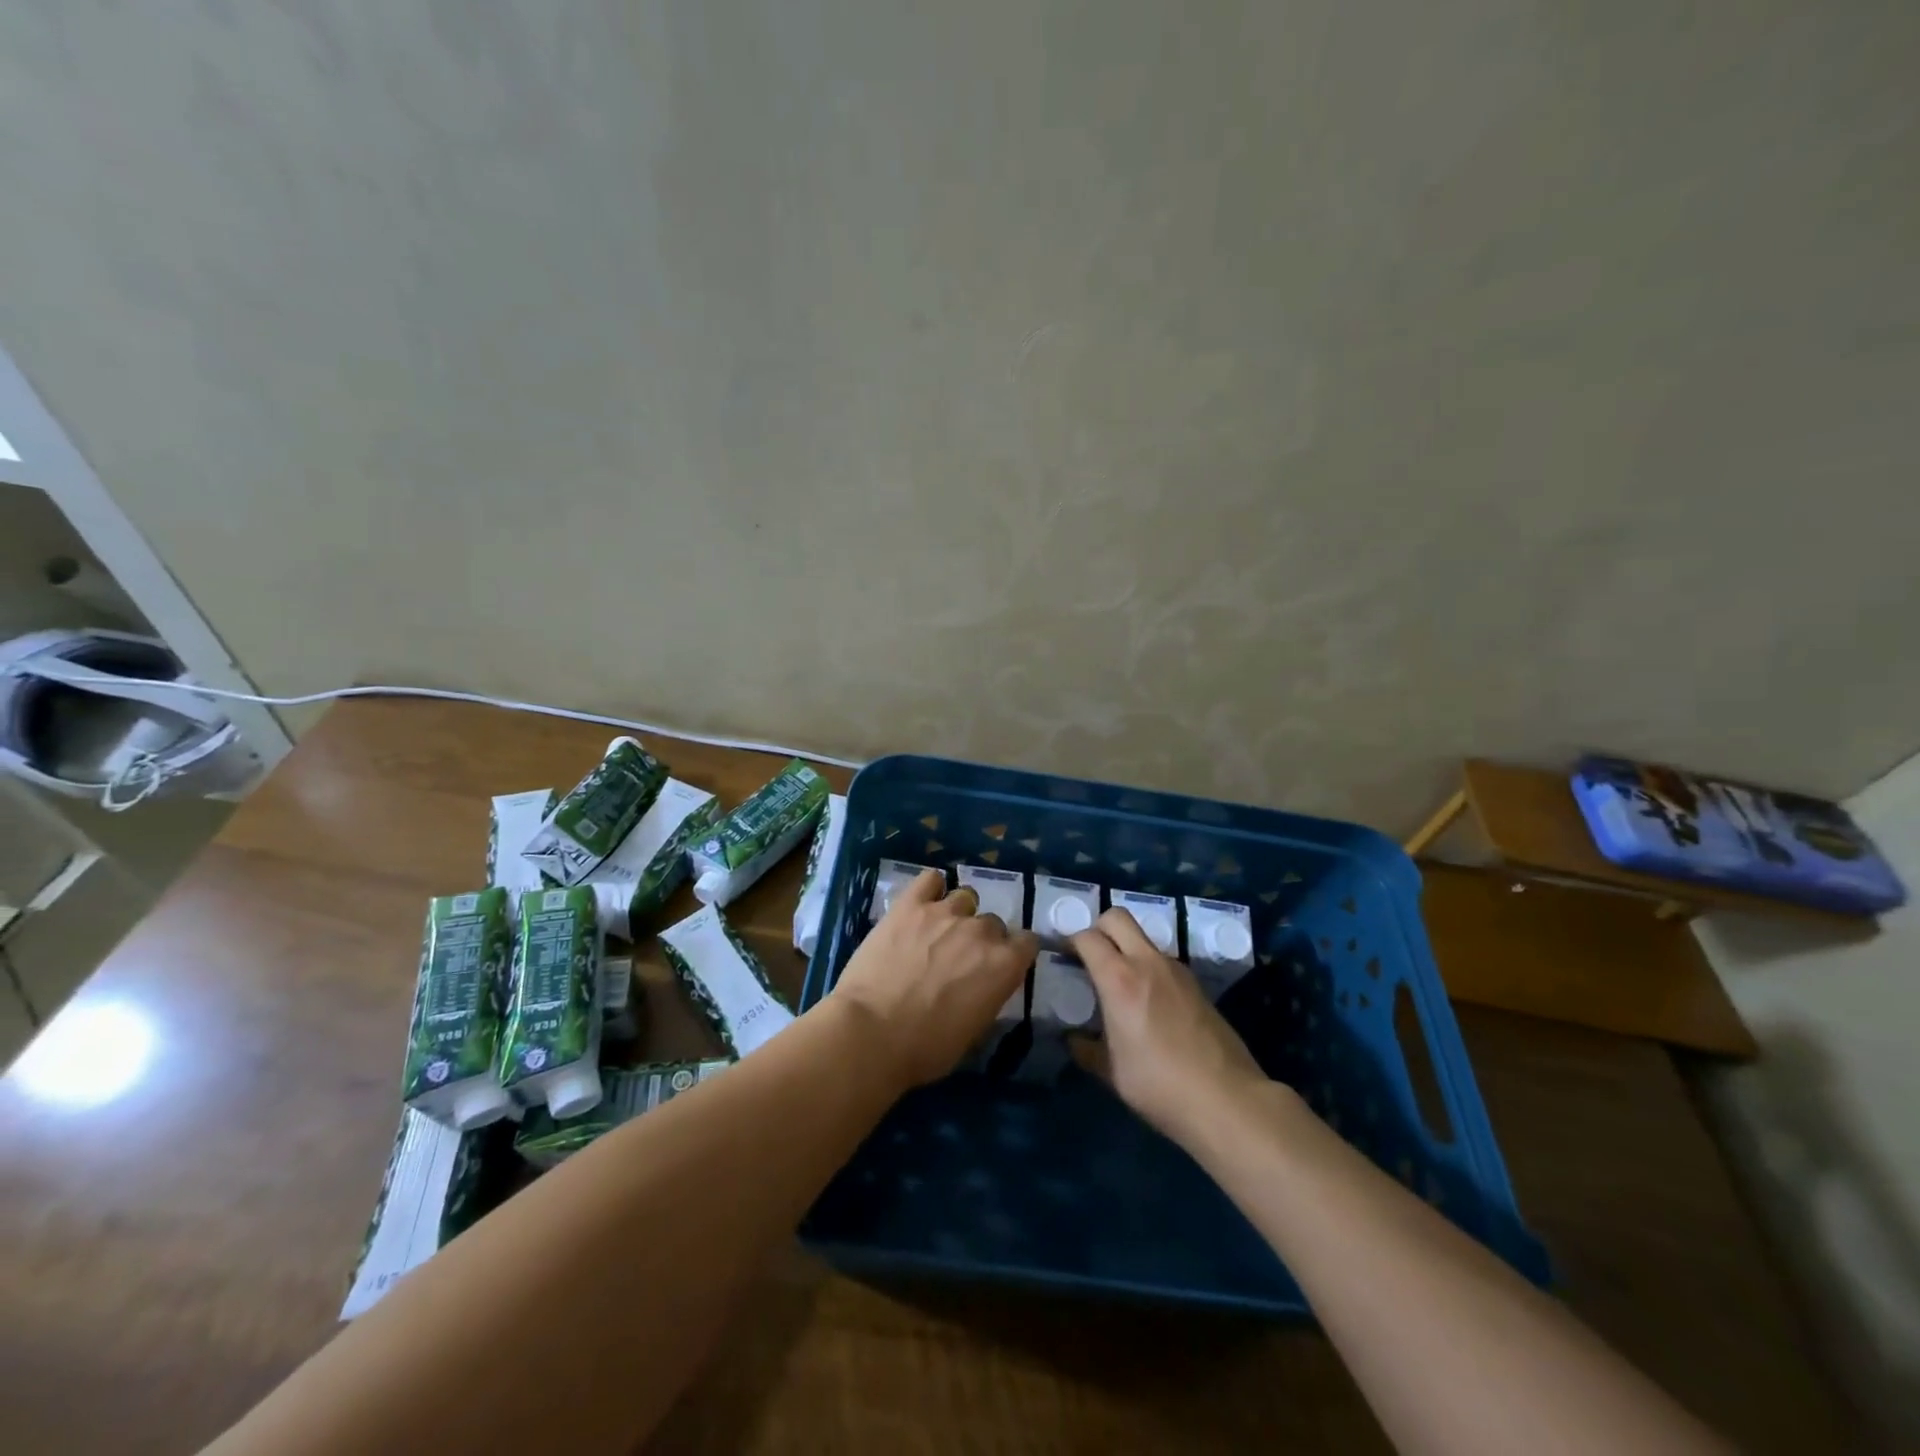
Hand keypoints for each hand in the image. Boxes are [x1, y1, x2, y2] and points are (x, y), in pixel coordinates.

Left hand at [832, 870, 1038, 1088]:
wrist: (871, 1032)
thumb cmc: (925, 1048)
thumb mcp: (973, 1031)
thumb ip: (988, 995)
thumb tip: (985, 984)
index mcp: (1003, 965)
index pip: (1028, 942)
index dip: (1015, 953)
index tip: (1002, 965)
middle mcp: (980, 931)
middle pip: (993, 922)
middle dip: (981, 939)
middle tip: (959, 959)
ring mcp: (944, 912)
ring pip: (965, 898)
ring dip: (957, 914)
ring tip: (937, 932)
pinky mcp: (910, 904)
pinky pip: (930, 879)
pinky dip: (931, 888)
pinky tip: (922, 903)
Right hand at [1070, 907, 1270, 1147]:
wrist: (1227, 1100)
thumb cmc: (1160, 1086)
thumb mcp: (1111, 1072)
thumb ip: (1086, 1049)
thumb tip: (1073, 1038)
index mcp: (1119, 979)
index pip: (1087, 937)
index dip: (1070, 942)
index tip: (1063, 959)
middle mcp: (1148, 962)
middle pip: (1117, 917)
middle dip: (1098, 928)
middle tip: (1090, 957)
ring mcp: (1176, 970)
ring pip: (1143, 937)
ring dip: (1126, 948)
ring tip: (1119, 983)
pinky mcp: (1196, 983)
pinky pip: (1162, 960)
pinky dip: (1147, 967)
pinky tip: (1148, 1002)